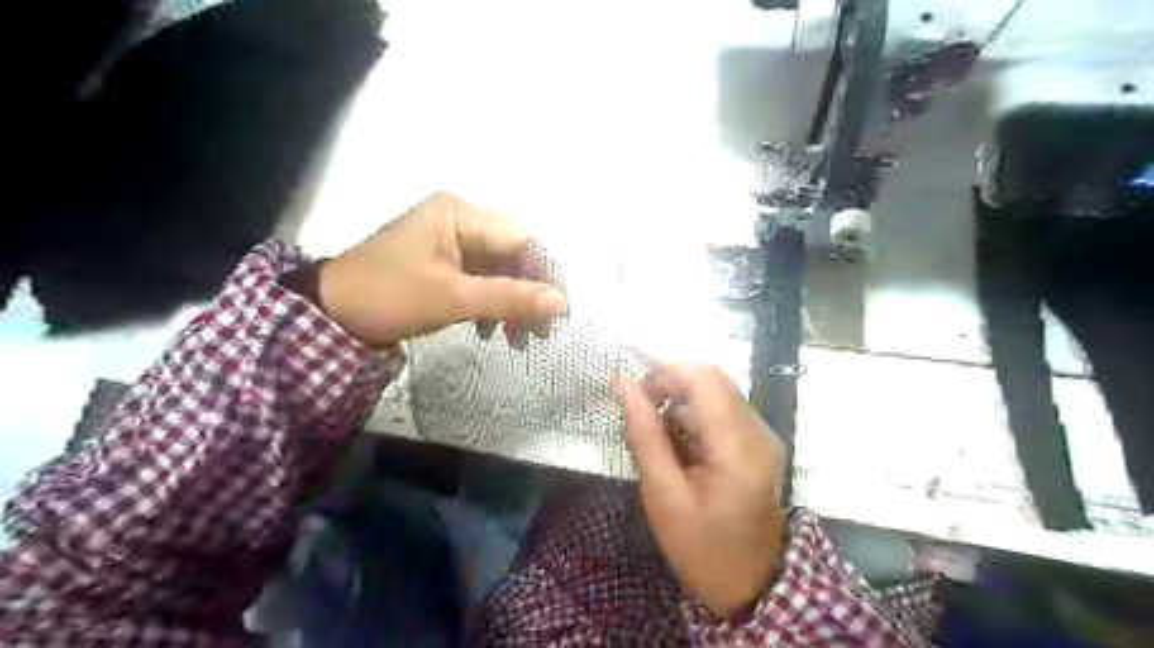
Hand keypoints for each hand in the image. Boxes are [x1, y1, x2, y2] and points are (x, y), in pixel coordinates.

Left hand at [315, 190, 565, 346]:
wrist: (330, 315)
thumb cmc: (390, 296)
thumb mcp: (453, 298)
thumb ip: (510, 298)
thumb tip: (562, 303)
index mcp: (461, 214)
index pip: (522, 241)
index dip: (546, 276)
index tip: (561, 312)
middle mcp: (460, 220)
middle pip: (513, 256)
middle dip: (529, 295)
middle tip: (539, 333)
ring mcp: (451, 241)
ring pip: (500, 271)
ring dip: (513, 304)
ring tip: (517, 339)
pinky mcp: (444, 262)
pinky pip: (482, 280)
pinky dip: (492, 305)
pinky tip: (492, 330)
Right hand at [623, 362, 783, 618]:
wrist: (749, 584)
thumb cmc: (701, 547)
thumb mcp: (663, 495)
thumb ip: (644, 435)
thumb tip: (623, 385)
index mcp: (738, 445)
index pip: (703, 378)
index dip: (664, 365)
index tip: (628, 375)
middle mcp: (757, 430)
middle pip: (711, 378)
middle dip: (669, 380)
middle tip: (638, 407)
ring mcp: (761, 435)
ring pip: (715, 390)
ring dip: (679, 397)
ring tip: (654, 431)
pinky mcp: (757, 442)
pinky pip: (721, 408)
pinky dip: (692, 413)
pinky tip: (676, 441)